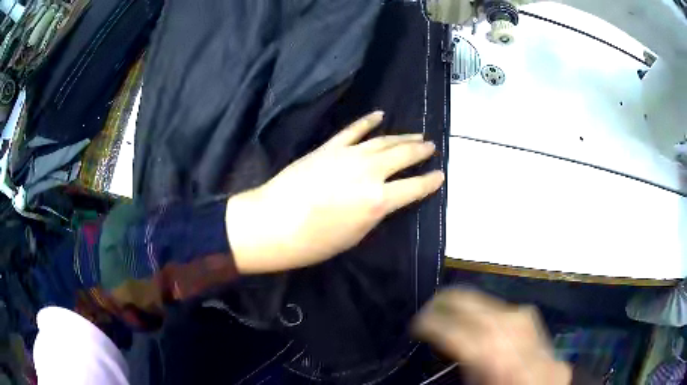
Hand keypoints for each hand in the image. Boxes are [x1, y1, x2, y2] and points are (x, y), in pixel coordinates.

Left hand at [225, 111, 443, 273]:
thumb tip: (384, 198)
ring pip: (383, 140)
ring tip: (416, 134)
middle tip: (431, 147)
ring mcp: (348, 155)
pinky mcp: (329, 147)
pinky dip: (367, 121)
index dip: (430, 182)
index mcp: (378, 200)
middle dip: (420, 151)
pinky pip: (353, 130)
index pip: (414, 187)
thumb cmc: (314, 241)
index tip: (440, 175)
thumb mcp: (355, 235)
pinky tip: (379, 114)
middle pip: (403, 156)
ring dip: (402, 136)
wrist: (273, 223)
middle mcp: (369, 173)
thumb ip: (375, 213)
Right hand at [413, 289, 571, 384]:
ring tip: (452, 309)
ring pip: (499, 306)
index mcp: (494, 361)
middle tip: (428, 307)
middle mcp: (519, 339)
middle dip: (449, 302)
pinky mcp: (546, 333)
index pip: (455, 330)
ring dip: (471, 305)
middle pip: (479, 308)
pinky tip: (484, 320)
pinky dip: (494, 313)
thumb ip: (457, 365)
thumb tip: (436, 344)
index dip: (431, 323)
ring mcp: (537, 334)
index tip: (415, 323)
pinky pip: (515, 315)